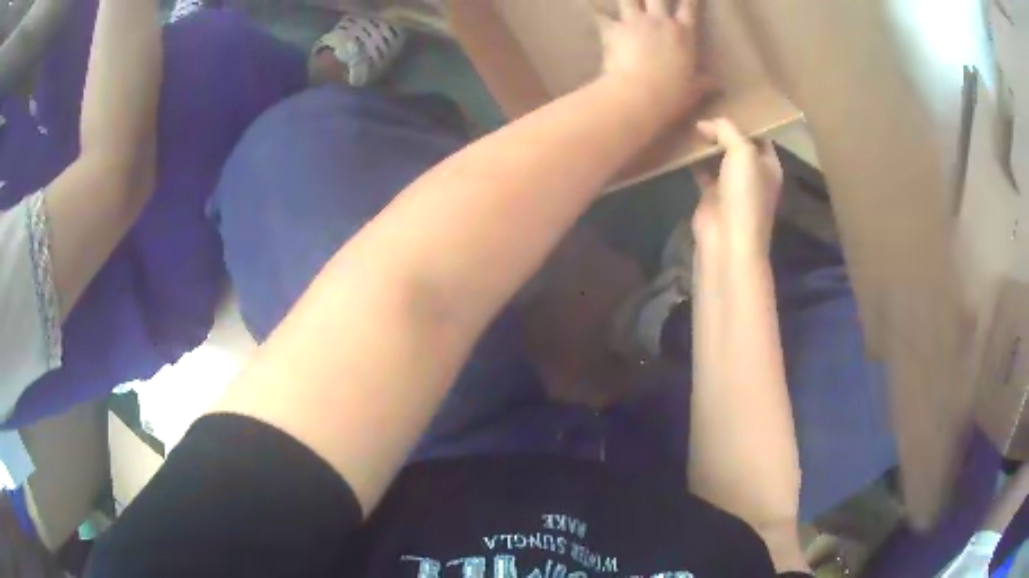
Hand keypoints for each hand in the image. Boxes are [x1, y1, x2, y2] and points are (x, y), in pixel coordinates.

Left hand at [598, 0, 716, 120]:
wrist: (639, 95)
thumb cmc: (672, 94)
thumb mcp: (694, 90)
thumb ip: (705, 84)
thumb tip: (718, 86)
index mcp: (684, 33)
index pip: (690, 6)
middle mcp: (660, 21)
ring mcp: (635, 22)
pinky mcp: (613, 30)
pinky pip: (602, 17)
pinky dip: (599, 13)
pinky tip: (594, 9)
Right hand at [691, 118, 783, 256]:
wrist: (728, 239)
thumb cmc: (745, 194)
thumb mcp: (742, 152)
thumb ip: (727, 130)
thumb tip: (705, 123)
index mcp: (769, 165)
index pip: (758, 136)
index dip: (744, 119)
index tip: (725, 102)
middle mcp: (752, 174)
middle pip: (737, 144)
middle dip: (722, 129)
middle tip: (702, 107)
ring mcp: (731, 186)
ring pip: (718, 156)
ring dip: (706, 143)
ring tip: (689, 120)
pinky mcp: (711, 195)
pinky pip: (701, 170)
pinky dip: (692, 160)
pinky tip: (681, 144)